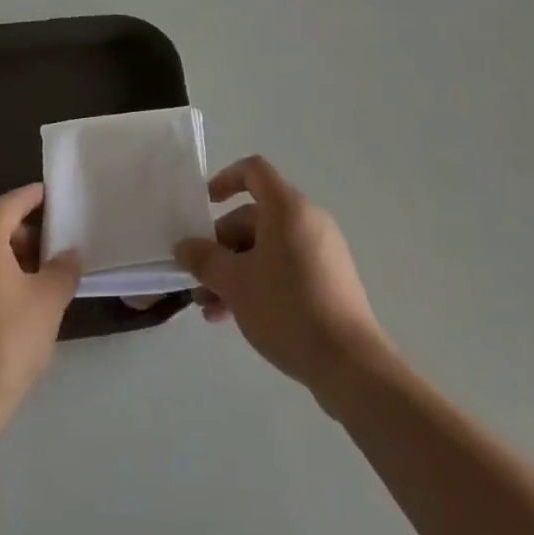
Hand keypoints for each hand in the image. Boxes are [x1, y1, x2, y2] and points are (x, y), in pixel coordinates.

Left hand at [0, 184, 79, 435]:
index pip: (13, 201)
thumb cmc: (5, 343)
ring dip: (7, 259)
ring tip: (37, 283)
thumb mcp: (49, 301)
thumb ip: (64, 268)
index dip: (38, 198)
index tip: (60, 202)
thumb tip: (69, 253)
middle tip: (55, 252)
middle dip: (26, 234)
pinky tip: (9, 308)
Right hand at [175, 156, 387, 397]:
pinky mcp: (330, 279)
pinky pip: (287, 266)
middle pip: (256, 216)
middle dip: (222, 246)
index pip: (254, 171)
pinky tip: (240, 317)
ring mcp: (322, 249)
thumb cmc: (287, 309)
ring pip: (268, 247)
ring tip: (211, 309)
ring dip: (237, 271)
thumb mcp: (236, 284)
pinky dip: (261, 281)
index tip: (204, 206)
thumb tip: (184, 247)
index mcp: (287, 207)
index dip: (226, 179)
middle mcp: (308, 219)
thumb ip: (205, 261)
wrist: (349, 363)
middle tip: (199, 280)